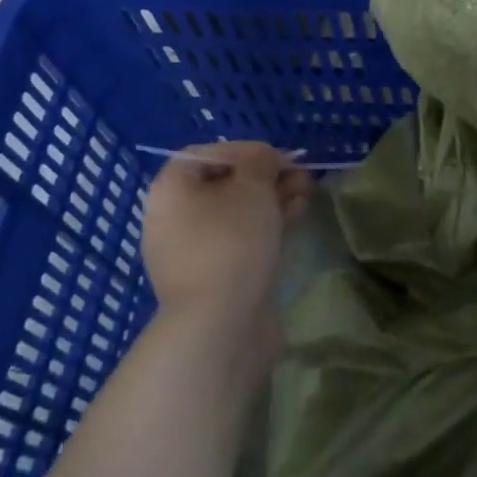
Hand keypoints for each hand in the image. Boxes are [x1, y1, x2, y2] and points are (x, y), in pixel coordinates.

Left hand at [141, 143, 312, 356]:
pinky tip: (295, 221)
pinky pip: (239, 240)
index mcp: (170, 190)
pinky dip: (266, 227)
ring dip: (272, 201)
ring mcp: (192, 251)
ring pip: (236, 214)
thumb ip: (261, 162)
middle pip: (224, 184)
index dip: (245, 150)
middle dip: (266, 177)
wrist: (221, 325)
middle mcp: (173, 218)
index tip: (279, 158)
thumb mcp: (252, 188)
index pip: (206, 154)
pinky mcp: (213, 277)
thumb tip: (264, 159)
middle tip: (301, 178)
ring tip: (306, 197)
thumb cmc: (231, 242)